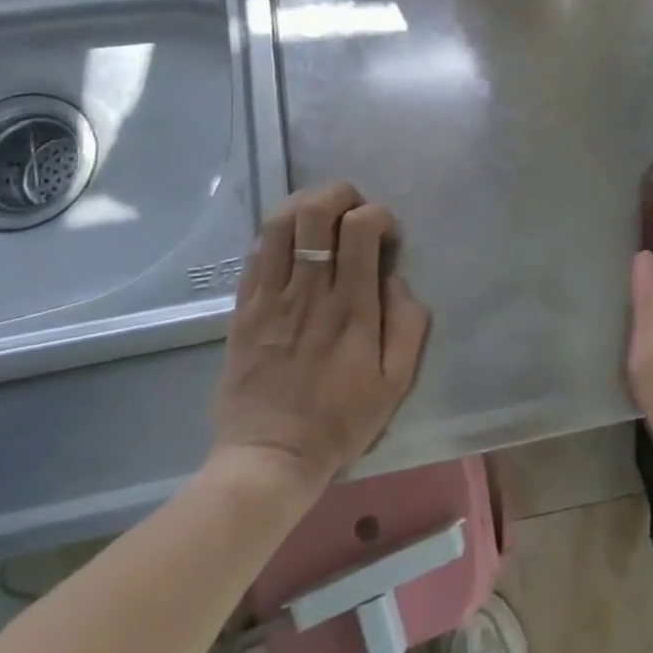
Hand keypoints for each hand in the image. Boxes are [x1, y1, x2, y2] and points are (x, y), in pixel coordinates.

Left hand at [211, 182, 430, 492]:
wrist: (270, 457)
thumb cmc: (342, 420)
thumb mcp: (397, 381)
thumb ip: (408, 322)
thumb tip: (395, 278)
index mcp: (352, 307)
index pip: (361, 228)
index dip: (378, 215)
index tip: (386, 236)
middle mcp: (310, 292)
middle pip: (315, 212)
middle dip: (340, 194)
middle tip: (353, 212)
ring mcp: (270, 298)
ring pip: (279, 224)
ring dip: (304, 205)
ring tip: (321, 218)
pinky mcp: (243, 308)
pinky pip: (255, 253)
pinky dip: (276, 234)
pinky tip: (292, 245)